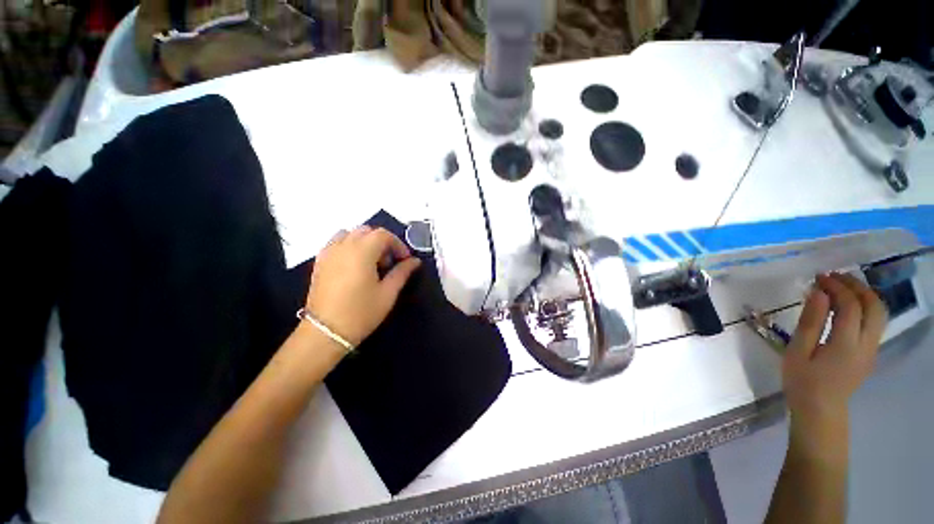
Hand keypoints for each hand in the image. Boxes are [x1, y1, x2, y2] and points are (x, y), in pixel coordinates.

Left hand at [305, 226, 421, 347]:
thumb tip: (415, 261)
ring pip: (350, 234)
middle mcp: (343, 246)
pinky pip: (336, 243)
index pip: (383, 235)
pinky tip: (354, 266)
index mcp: (362, 252)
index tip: (404, 260)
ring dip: (364, 242)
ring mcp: (328, 253)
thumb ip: (402, 272)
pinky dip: (349, 246)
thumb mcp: (388, 293)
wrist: (325, 332)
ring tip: (371, 263)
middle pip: (366, 231)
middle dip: (382, 242)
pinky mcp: (319, 262)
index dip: (398, 244)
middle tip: (389, 263)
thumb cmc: (361, 313)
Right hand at [783, 274, 886, 435]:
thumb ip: (810, 322)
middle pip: (874, 306)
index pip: (850, 305)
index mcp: (846, 344)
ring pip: (880, 313)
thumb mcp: (798, 351)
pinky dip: (864, 307)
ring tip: (841, 287)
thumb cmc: (803, 381)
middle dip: (856, 286)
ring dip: (864, 295)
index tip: (819, 277)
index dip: (836, 287)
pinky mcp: (870, 353)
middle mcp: (867, 344)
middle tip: (834, 277)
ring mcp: (872, 349)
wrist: (820, 410)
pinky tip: (847, 307)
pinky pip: (875, 323)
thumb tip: (818, 293)